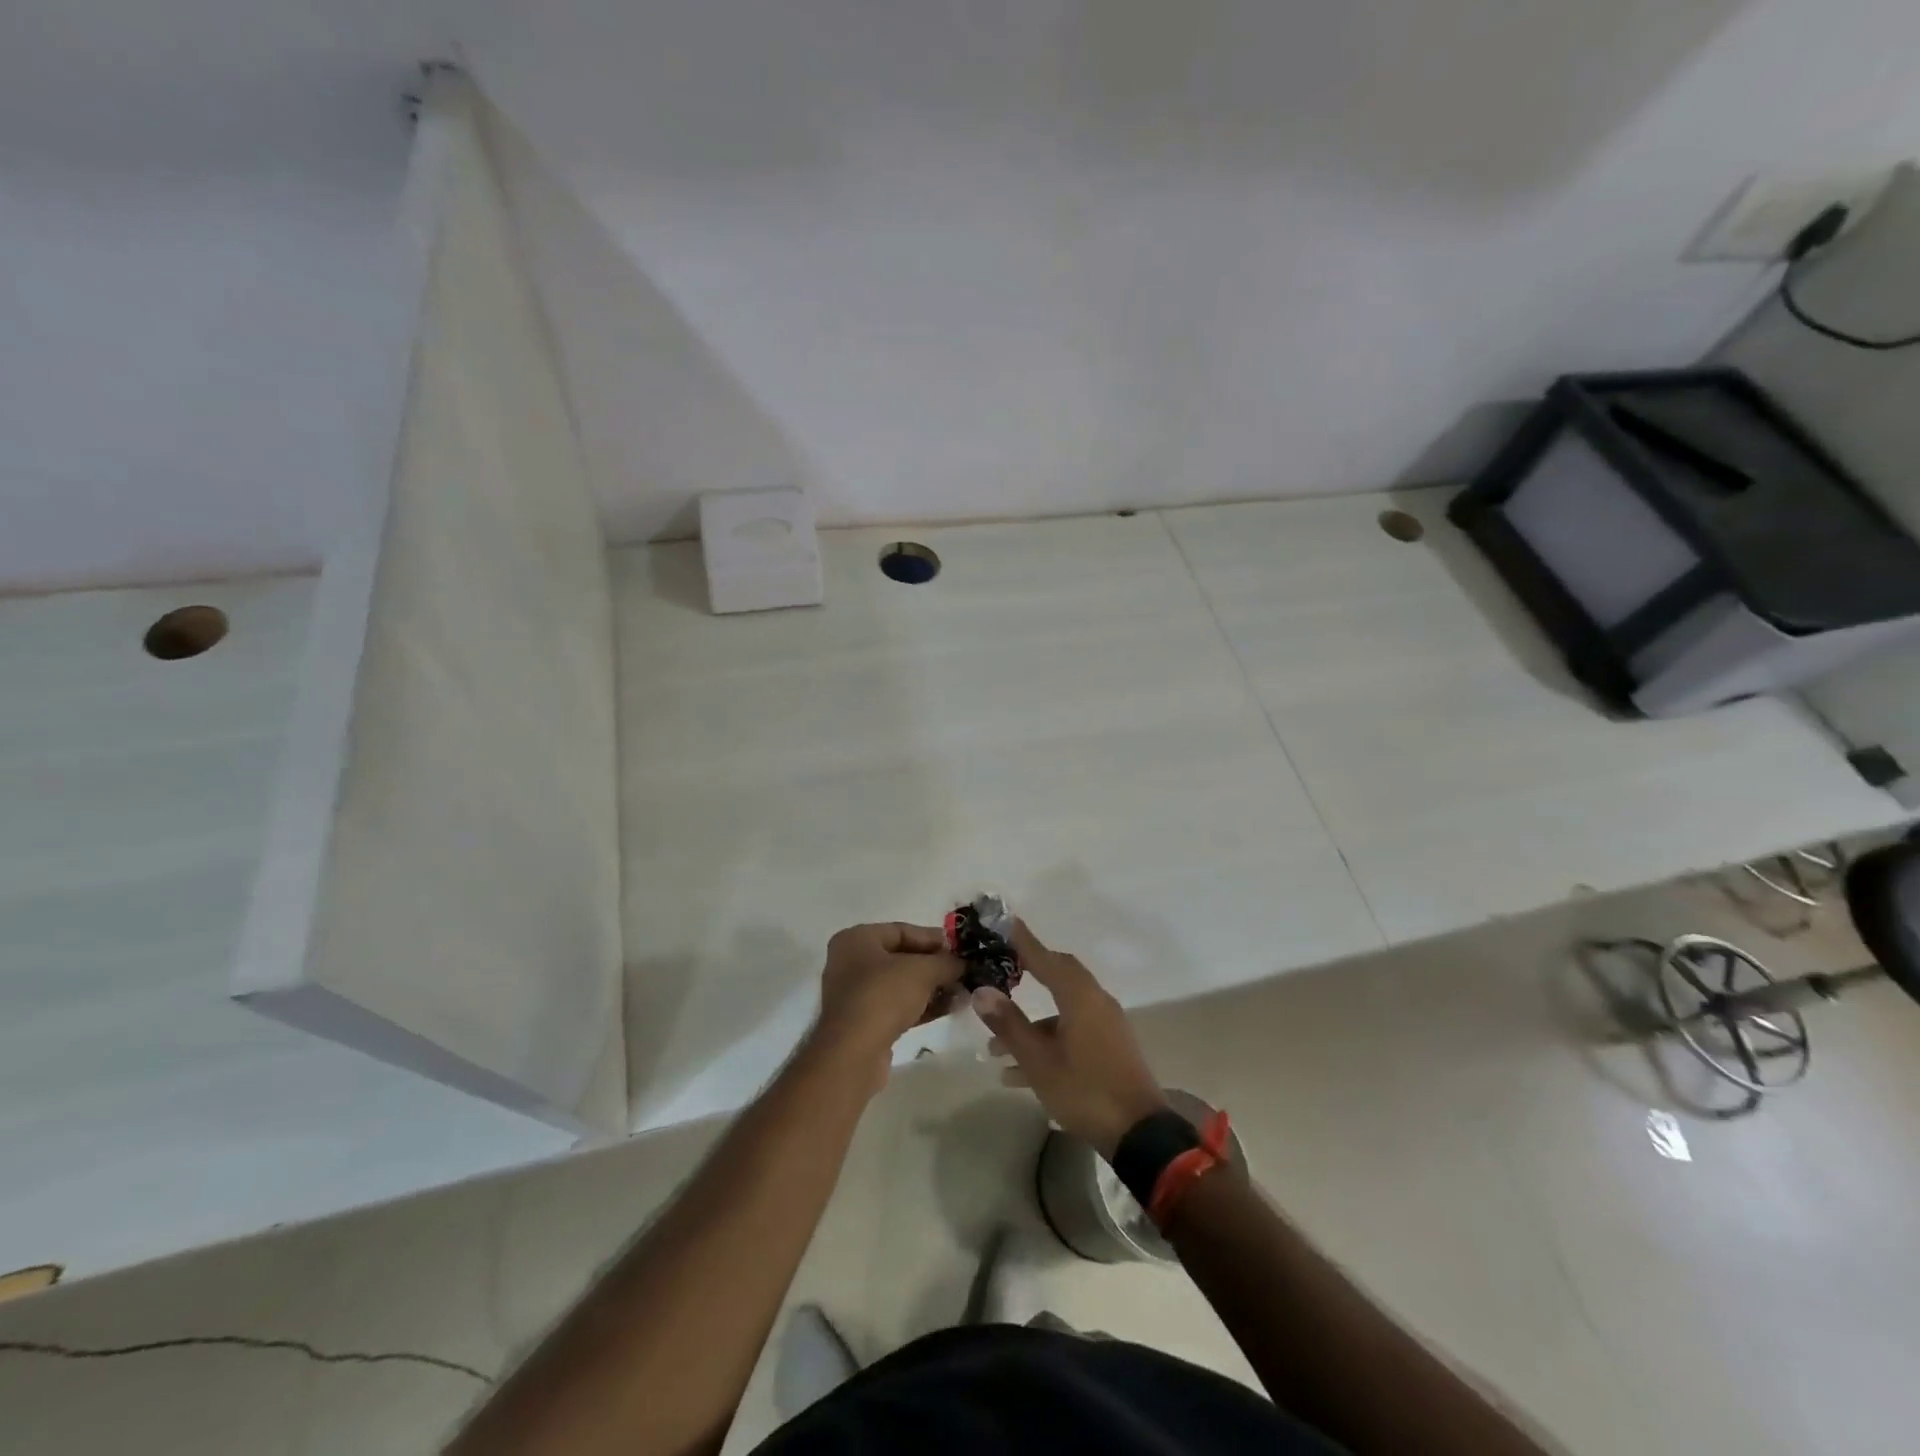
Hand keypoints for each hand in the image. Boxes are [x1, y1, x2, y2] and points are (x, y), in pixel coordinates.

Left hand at [809, 923, 963, 1083]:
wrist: (853, 1054)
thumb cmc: (883, 996)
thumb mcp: (922, 971)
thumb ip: (946, 962)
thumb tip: (964, 963)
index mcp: (856, 939)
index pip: (902, 930)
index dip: (934, 938)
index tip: (960, 949)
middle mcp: (851, 962)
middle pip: (902, 957)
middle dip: (935, 965)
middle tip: (963, 971)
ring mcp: (855, 995)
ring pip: (901, 984)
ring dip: (932, 987)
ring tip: (963, 992)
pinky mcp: (863, 1023)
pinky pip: (897, 1006)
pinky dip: (922, 1006)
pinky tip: (950, 1008)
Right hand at [971, 921, 1168, 1157]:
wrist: (1139, 1135)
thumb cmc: (1085, 1090)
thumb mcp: (1039, 1061)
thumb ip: (1009, 1024)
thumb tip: (982, 991)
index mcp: (1080, 997)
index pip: (1046, 958)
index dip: (1024, 941)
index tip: (1005, 922)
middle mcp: (1096, 1002)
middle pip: (1059, 976)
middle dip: (1030, 972)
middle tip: (1003, 968)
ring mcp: (1106, 1026)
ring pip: (1062, 1011)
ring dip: (1031, 1024)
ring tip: (994, 1049)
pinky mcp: (1109, 1049)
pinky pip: (1073, 1033)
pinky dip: (1047, 1042)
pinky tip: (1018, 1075)